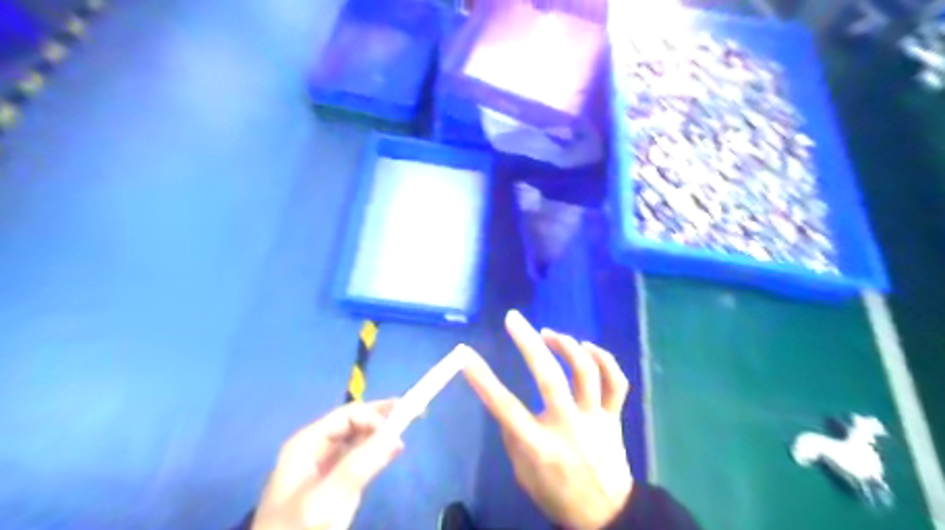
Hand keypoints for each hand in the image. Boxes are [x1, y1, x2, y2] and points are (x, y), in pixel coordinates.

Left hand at [254, 401, 406, 529]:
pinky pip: (361, 458)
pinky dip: (378, 451)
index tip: (397, 427)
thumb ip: (359, 465)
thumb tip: (394, 433)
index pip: (347, 415)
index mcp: (307, 442)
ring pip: (360, 438)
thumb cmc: (297, 529)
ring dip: (382, 432)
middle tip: (412, 412)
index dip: (374, 415)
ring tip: (406, 431)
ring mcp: (326, 466)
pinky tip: (394, 450)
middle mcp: (317, 448)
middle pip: (355, 422)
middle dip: (382, 417)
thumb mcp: (326, 498)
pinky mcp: (336, 483)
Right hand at [463, 311, 629, 529]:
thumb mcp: (523, 473)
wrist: (606, 516)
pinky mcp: (614, 416)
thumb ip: (513, 436)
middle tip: (513, 319)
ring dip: (566, 345)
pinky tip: (587, 346)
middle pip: (549, 377)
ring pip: (585, 371)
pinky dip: (604, 358)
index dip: (482, 379)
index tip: (465, 355)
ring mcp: (595, 419)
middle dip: (528, 343)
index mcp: (540, 446)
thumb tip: (505, 403)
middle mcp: (568, 427)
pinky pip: (616, 381)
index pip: (505, 407)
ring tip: (549, 333)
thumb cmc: (556, 494)